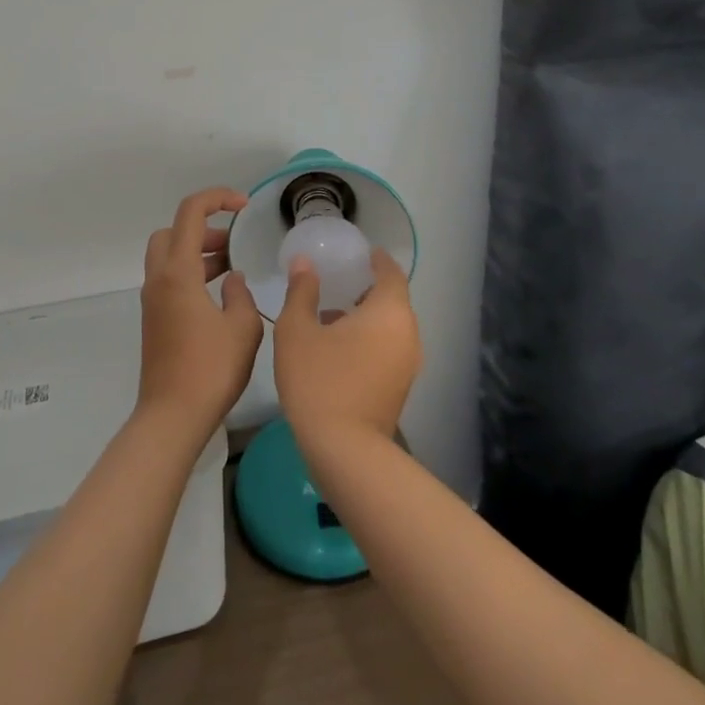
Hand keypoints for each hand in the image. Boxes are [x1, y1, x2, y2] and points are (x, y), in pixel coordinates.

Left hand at [137, 187, 262, 436]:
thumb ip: (241, 294)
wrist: (171, 417)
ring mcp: (153, 300)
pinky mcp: (154, 319)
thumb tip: (232, 279)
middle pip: (172, 231)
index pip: (191, 212)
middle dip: (203, 227)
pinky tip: (219, 296)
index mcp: (178, 272)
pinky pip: (170, 279)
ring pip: (169, 255)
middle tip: (232, 242)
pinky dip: (192, 273)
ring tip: (231, 267)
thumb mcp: (242, 328)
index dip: (217, 198)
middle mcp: (159, 279)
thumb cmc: (210, 370)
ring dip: (198, 251)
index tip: (244, 206)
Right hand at [274, 246, 420, 452]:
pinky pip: (388, 348)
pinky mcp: (400, 387)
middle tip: (338, 278)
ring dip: (366, 315)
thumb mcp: (297, 330)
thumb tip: (304, 263)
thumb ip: (302, 291)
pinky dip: (369, 338)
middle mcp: (408, 333)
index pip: (391, 272)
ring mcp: (408, 364)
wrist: (344, 451)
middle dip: (367, 287)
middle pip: (392, 299)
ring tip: (331, 312)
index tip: (358, 252)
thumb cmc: (319, 380)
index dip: (375, 259)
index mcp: (389, 311)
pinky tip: (337, 346)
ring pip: (390, 326)